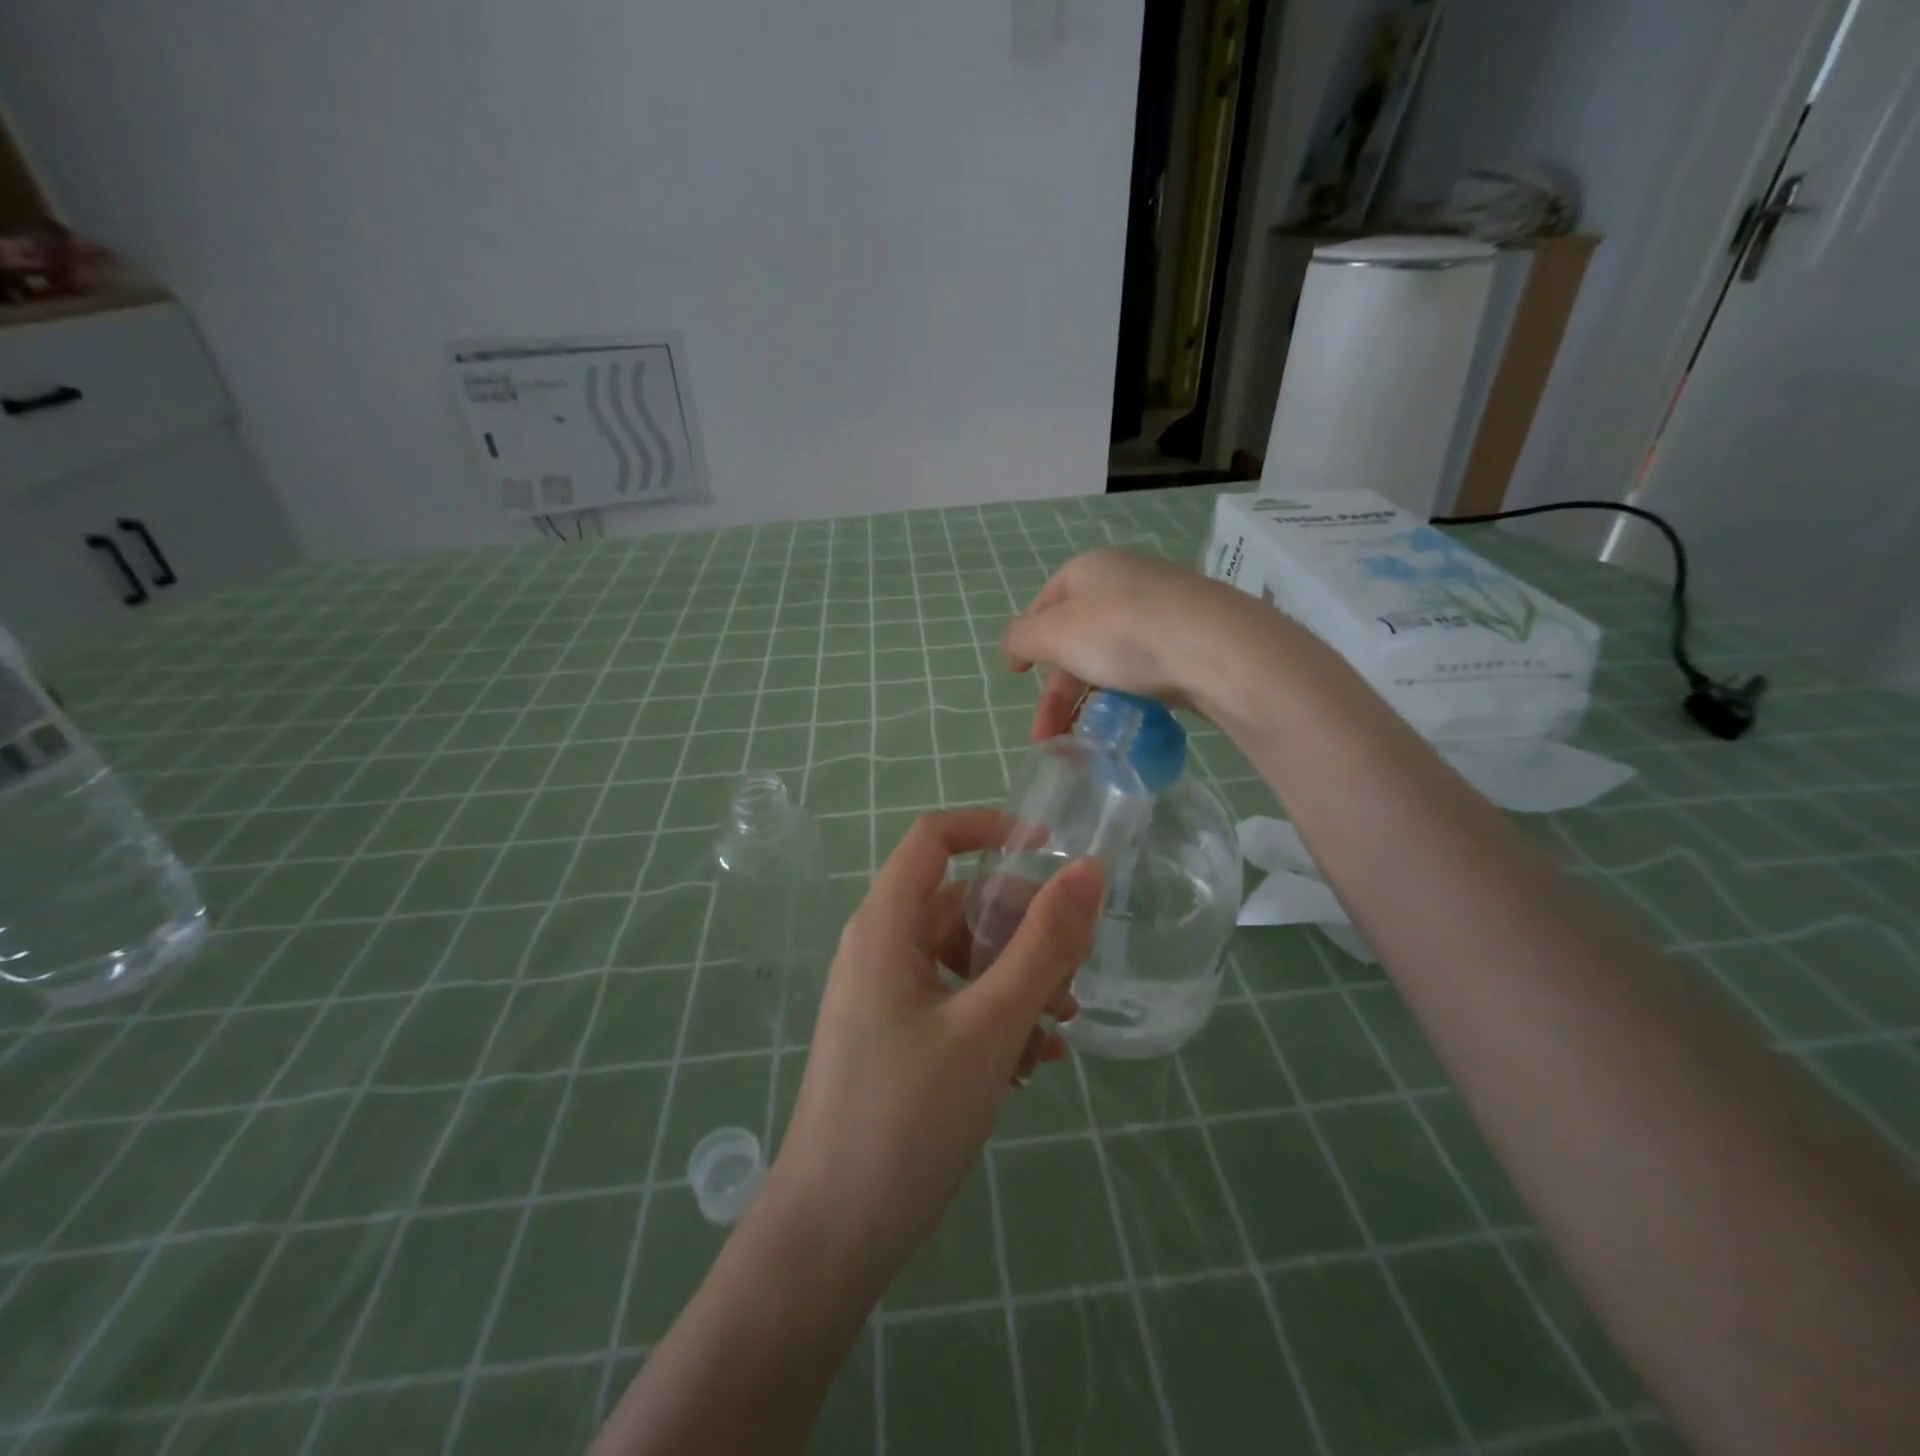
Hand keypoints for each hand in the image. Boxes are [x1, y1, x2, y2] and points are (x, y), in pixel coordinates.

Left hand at [769, 810, 1103, 1284]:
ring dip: (1018, 982)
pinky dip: (997, 1017)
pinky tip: (1031, 1067)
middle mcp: (882, 948)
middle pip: (962, 904)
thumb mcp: (989, 1026)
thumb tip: (1088, 870)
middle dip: (1023, 932)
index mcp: (886, 926)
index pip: (934, 838)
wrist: (831, 1237)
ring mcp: (887, 995)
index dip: (990, 829)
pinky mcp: (897, 1037)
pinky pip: (956, 1001)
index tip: (1052, 852)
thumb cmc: (906, 1118)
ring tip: (1058, 1034)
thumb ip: (1043, 945)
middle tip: (1070, 984)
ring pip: (965, 958)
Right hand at [1001, 548, 1263, 738]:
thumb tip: (1013, 647)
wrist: (1218, 649)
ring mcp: (1162, 610)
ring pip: (1110, 657)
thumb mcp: (1054, 634)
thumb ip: (1021, 639)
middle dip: (1056, 691)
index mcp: (1089, 570)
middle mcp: (1125, 582)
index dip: (1026, 640)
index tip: (1017, 675)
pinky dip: (1125, 696)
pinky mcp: (1190, 641)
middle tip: (1047, 735)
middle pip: (1076, 638)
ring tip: (1080, 742)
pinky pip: (1145, 669)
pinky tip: (1122, 723)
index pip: (1044, 604)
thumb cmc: (1122, 632)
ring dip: (1087, 701)